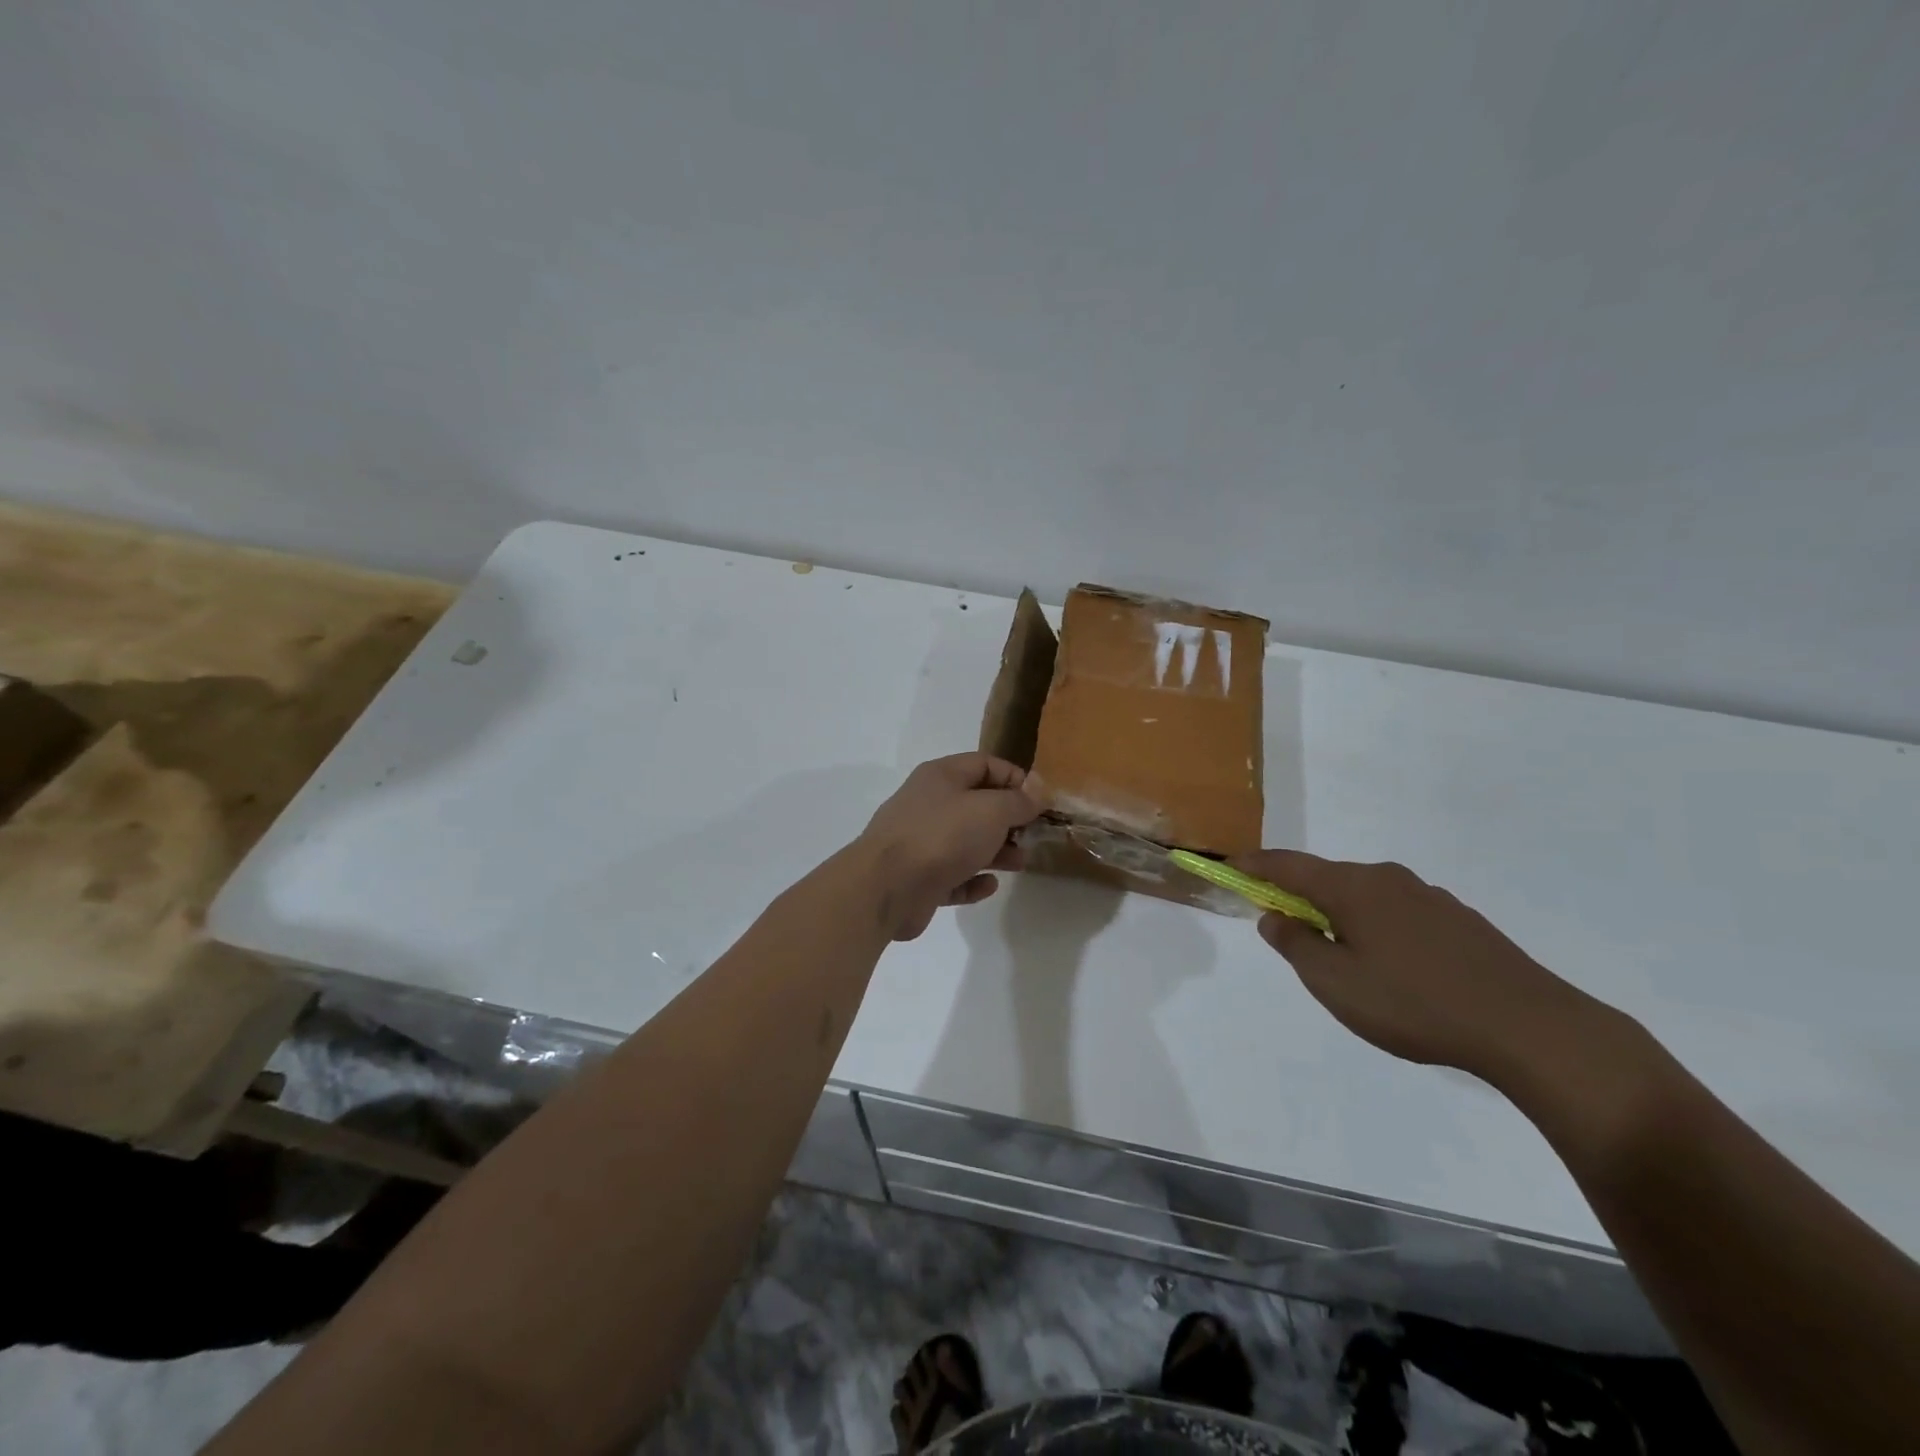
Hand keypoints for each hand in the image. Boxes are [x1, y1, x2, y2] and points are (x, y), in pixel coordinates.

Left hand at [861, 754, 1040, 940]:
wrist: (886, 886)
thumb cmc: (943, 836)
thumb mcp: (991, 810)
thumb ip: (1018, 800)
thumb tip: (1038, 786)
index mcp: (941, 776)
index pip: (985, 764)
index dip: (1015, 778)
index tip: (1040, 801)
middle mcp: (929, 804)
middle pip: (976, 805)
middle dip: (1008, 820)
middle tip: (1032, 836)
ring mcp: (920, 842)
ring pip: (966, 842)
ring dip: (996, 851)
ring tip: (1019, 863)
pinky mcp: (918, 878)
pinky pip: (952, 875)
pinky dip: (972, 879)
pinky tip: (988, 886)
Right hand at [1235, 850, 1603, 1082]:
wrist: (1530, 1027)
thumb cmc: (1415, 1004)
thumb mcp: (1336, 984)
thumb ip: (1296, 946)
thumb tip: (1274, 917)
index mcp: (1352, 888)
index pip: (1288, 865)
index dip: (1256, 866)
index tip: (1231, 868)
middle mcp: (1387, 879)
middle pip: (1328, 878)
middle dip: (1300, 896)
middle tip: (1285, 928)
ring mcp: (1429, 897)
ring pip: (1366, 897)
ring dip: (1342, 915)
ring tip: (1343, 957)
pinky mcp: (1460, 921)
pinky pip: (1399, 913)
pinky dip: (1377, 927)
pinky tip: (1394, 967)